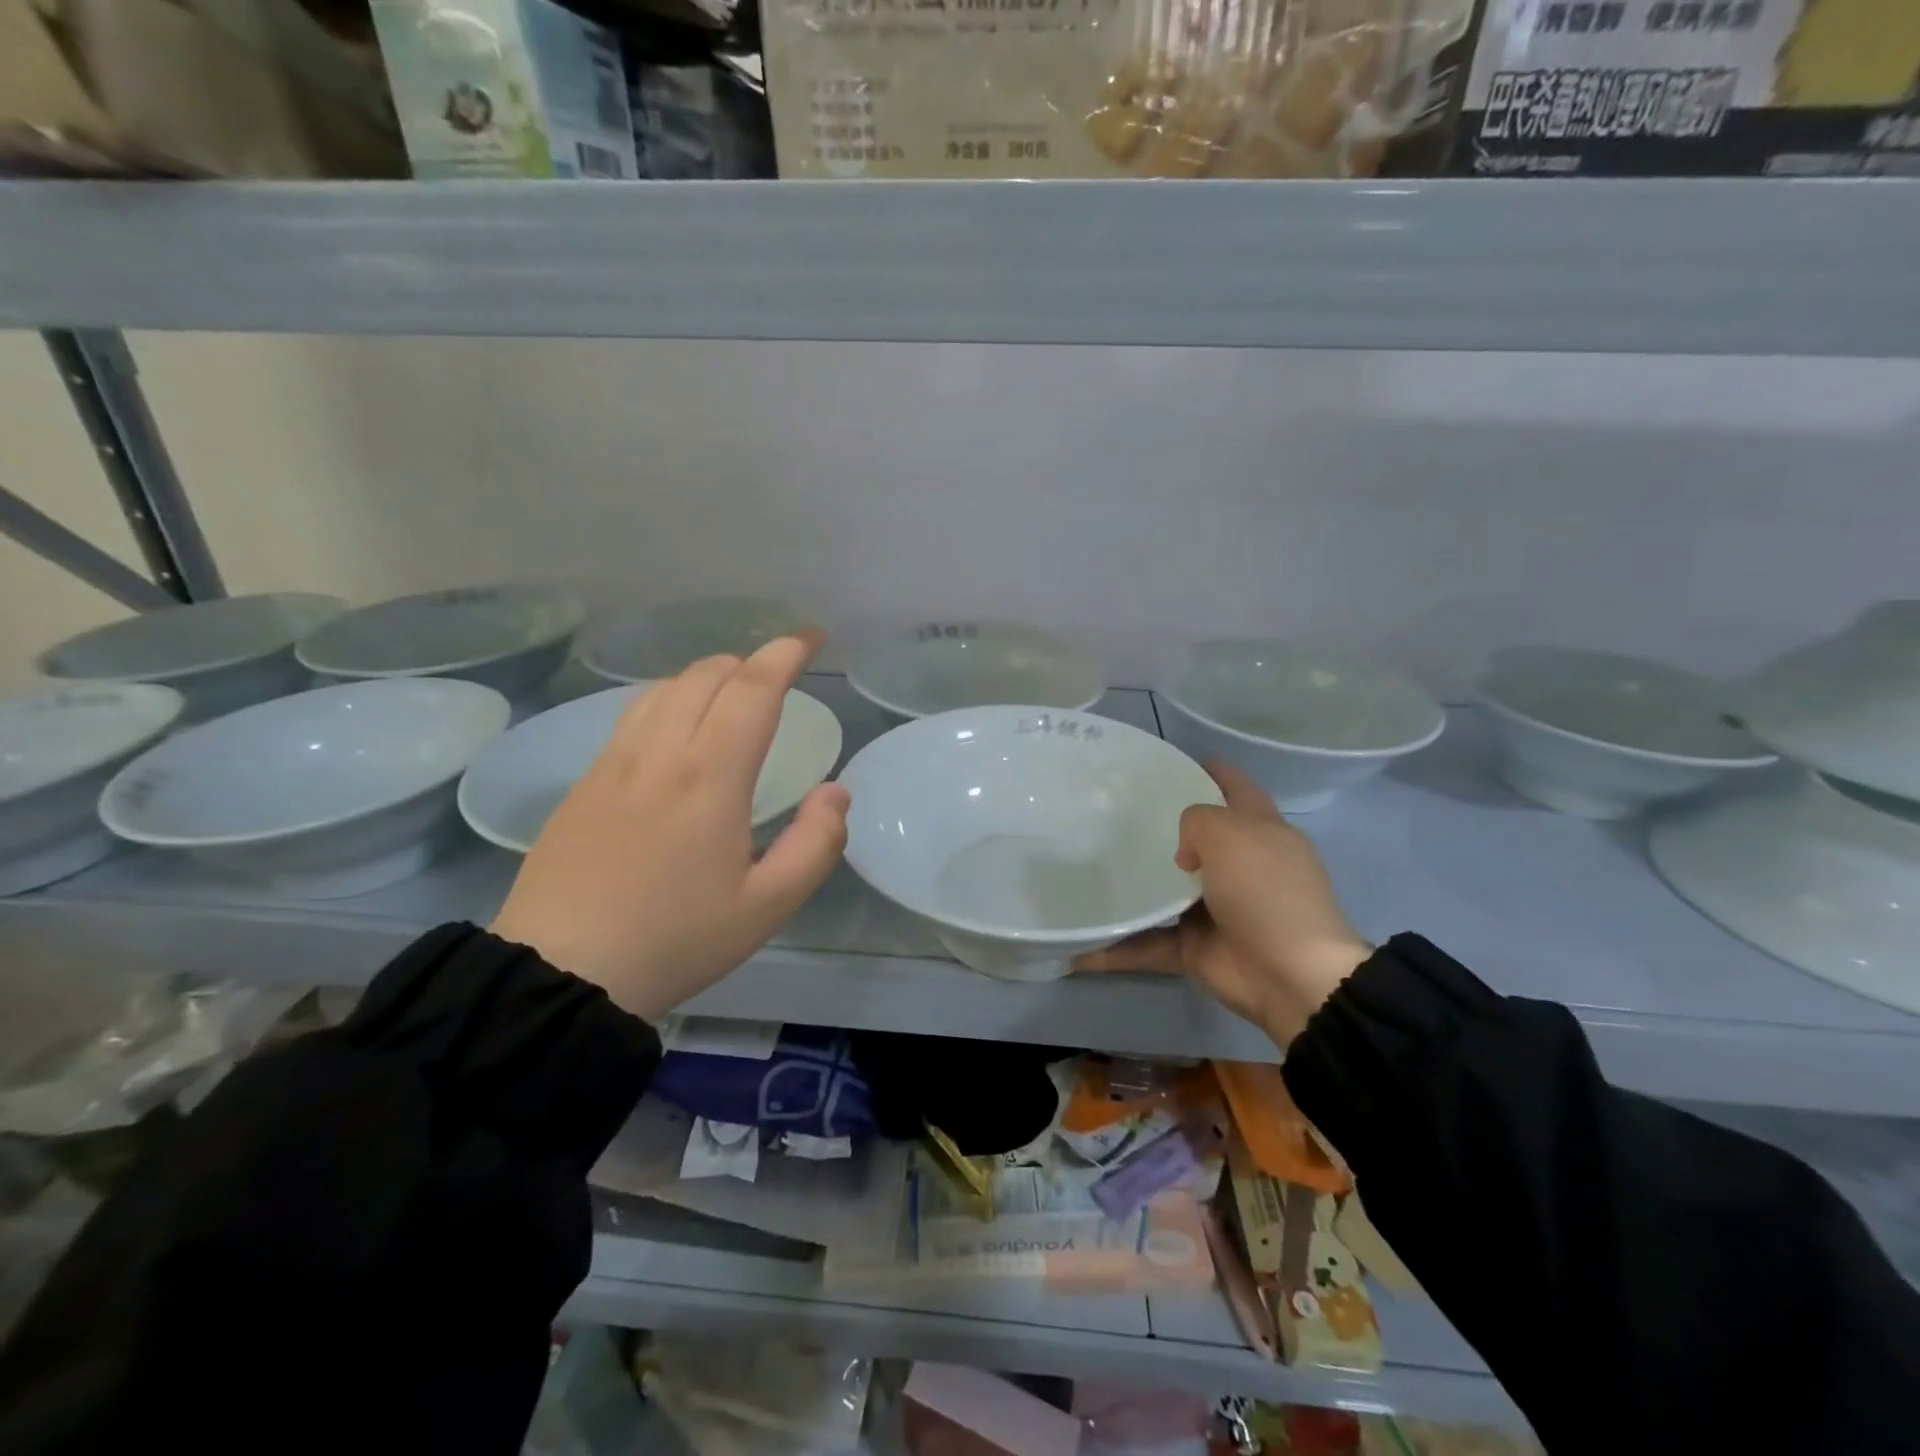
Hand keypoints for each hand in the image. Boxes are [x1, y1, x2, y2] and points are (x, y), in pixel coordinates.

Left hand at [491, 634, 850, 1022]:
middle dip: (750, 661)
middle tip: (780, 675)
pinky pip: (633, 715)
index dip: (785, 654)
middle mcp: (659, 753)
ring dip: (707, 676)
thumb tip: (836, 792)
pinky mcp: (584, 783)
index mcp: (709, 777)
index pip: (753, 689)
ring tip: (733, 693)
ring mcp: (613, 764)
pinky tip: (677, 727)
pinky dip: (669, 698)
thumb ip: (816, 843)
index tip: (811, 639)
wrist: (560, 974)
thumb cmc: (676, 940)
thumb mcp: (767, 906)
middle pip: (706, 676)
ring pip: (664, 688)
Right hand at [1075, 762, 1369, 1047]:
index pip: (1232, 786)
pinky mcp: (1194, 946)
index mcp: (1258, 830)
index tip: (1159, 763)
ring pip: (1163, 891)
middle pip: (1192, 838)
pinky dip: (1117, 947)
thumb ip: (1196, 821)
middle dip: (1155, 828)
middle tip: (1105, 814)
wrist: (1289, 974)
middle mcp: (1237, 866)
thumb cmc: (1264, 889)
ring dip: (1130, 887)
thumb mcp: (1230, 832)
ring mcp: (1215, 908)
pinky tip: (1078, 944)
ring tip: (1082, 869)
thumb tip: (1183, 856)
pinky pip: (1147, 941)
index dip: (1204, 768)